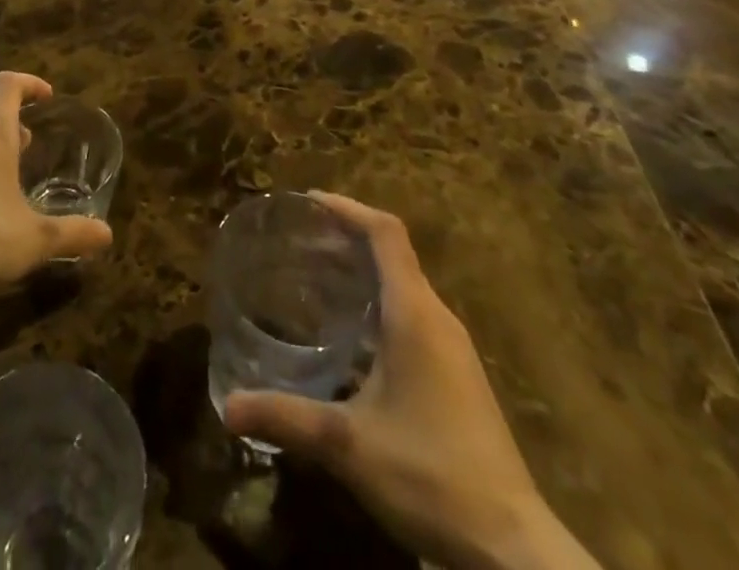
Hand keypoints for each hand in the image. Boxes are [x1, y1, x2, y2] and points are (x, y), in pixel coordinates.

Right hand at [224, 194, 596, 569]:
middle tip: (298, 240)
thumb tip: (227, 407)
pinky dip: (375, 303)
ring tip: (315, 277)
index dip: (347, 208)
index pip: (385, 232)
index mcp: (414, 313)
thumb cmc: (430, 475)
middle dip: (345, 238)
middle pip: (392, 253)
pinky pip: (411, 315)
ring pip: (402, 286)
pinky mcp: (456, 377)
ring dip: (360, 271)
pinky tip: (349, 335)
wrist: (511, 548)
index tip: (308, 202)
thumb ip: (286, 418)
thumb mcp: (348, 445)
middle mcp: (436, 318)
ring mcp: (452, 348)